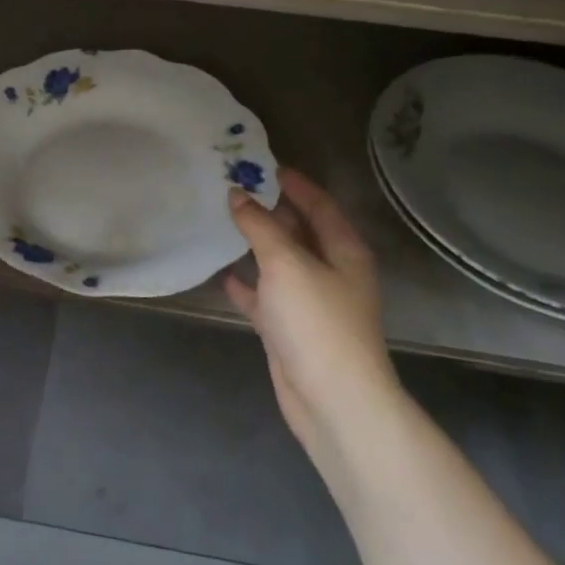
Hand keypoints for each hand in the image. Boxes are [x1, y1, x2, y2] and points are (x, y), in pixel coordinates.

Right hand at [224, 169, 399, 457]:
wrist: (332, 401)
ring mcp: (310, 302)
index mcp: (343, 250)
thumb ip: (260, 226)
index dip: (294, 183)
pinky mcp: (290, 329)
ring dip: (255, 244)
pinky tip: (221, 272)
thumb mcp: (286, 263)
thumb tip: (237, 194)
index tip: (261, 164)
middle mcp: (331, 271)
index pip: (320, 204)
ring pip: (279, 262)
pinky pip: (265, 295)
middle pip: (299, 231)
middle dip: (270, 210)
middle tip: (232, 188)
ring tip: (221, 221)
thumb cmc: (317, 321)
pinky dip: (246, 283)